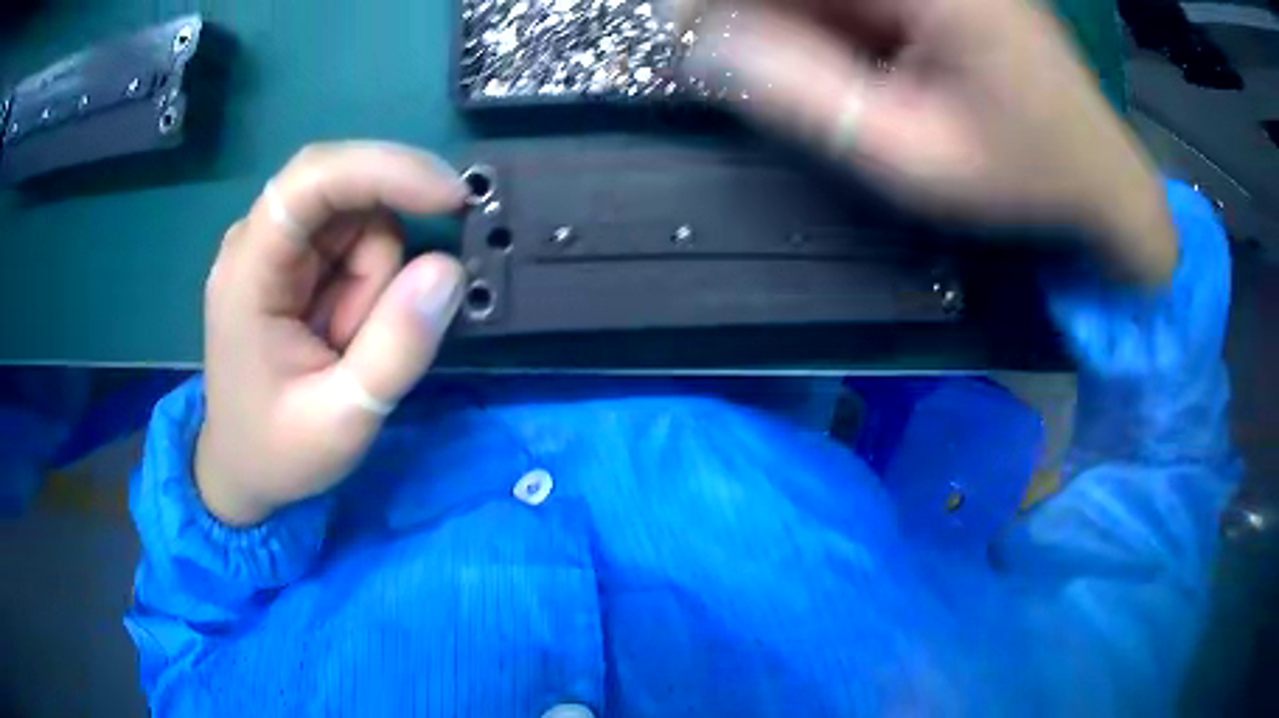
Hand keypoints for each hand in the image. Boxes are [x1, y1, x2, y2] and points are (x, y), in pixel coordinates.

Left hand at [196, 142, 467, 525]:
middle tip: (383, 326)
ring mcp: (277, 249)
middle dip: (382, 257)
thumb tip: (449, 269)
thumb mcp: (343, 419)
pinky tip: (344, 334)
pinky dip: (369, 288)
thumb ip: (396, 348)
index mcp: (249, 271)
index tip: (451, 199)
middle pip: (346, 194)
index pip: (311, 178)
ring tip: (346, 349)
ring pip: (359, 221)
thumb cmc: (278, 452)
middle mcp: (258, 241)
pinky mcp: (295, 262)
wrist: (242, 470)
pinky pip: (356, 245)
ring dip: (375, 284)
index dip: (384, 169)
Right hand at [681, 0, 1176, 285]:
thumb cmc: (1023, 177)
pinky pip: (854, 0)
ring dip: (787, 22)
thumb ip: (808, 99)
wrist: (1099, 174)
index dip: (722, 4)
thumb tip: (704, 50)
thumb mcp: (914, 160)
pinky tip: (836, 64)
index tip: (686, 40)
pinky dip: (823, 22)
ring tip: (795, 77)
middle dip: (751, 13)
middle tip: (722, 60)